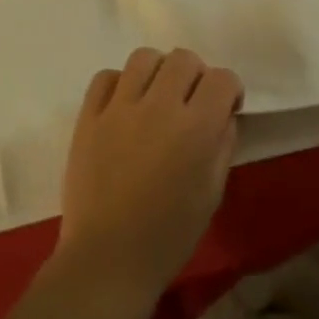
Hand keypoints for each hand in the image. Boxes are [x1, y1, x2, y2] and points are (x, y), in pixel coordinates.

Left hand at [55, 48, 242, 309]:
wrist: (107, 260)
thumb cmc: (168, 236)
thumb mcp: (212, 193)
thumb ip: (222, 145)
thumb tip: (222, 115)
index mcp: (196, 128)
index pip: (222, 78)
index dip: (229, 89)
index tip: (225, 107)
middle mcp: (159, 107)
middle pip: (184, 58)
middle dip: (196, 76)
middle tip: (190, 103)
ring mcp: (119, 109)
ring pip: (145, 57)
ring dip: (158, 72)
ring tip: (156, 98)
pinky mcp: (88, 117)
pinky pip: (106, 77)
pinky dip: (119, 84)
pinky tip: (124, 107)